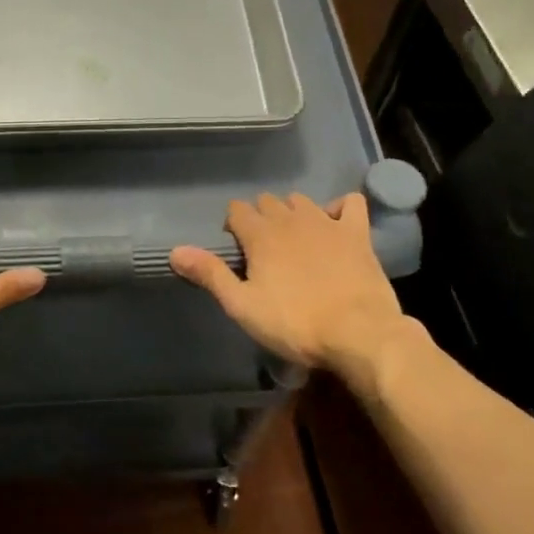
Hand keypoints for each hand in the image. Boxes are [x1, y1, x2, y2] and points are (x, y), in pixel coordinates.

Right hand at [171, 193, 409, 386]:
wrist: (358, 333)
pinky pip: (349, 202)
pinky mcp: (357, 233)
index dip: (233, 225)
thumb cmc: (295, 324)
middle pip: (268, 201)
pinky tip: (335, 224)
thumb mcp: (242, 306)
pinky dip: (339, 208)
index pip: (237, 210)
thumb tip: (175, 251)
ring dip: (292, 212)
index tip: (236, 249)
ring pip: (301, 200)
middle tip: (262, 250)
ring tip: (293, 238)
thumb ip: (210, 274)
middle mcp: (291, 219)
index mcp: (260, 235)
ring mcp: (327, 222)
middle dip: (260, 217)